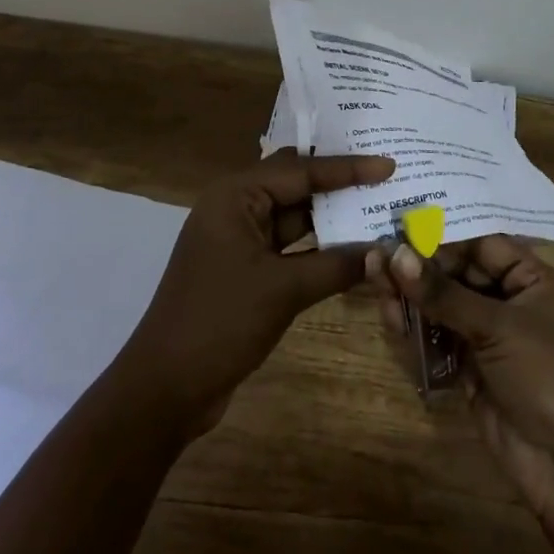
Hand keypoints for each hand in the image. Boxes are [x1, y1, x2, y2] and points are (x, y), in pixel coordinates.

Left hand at [118, 151, 394, 437]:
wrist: (165, 389)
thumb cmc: (220, 322)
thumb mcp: (283, 290)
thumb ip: (337, 266)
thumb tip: (385, 251)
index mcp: (235, 195)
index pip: (300, 170)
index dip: (347, 168)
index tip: (388, 164)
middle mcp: (236, 207)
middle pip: (296, 184)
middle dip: (339, 183)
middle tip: (385, 176)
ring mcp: (240, 240)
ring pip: (295, 217)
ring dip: (332, 218)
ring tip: (378, 208)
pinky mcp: (246, 269)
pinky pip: (290, 247)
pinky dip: (320, 248)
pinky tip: (354, 249)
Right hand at [366, 235, 553, 519]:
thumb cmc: (548, 375)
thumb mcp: (498, 327)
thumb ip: (443, 292)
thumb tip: (395, 254)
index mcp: (531, 279)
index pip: (481, 244)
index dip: (443, 236)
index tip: (401, 228)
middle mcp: (508, 301)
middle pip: (456, 273)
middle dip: (419, 266)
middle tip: (378, 255)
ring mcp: (488, 337)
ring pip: (442, 305)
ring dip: (410, 294)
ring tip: (373, 277)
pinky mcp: (469, 369)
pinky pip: (437, 338)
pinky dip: (414, 328)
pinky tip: (390, 316)